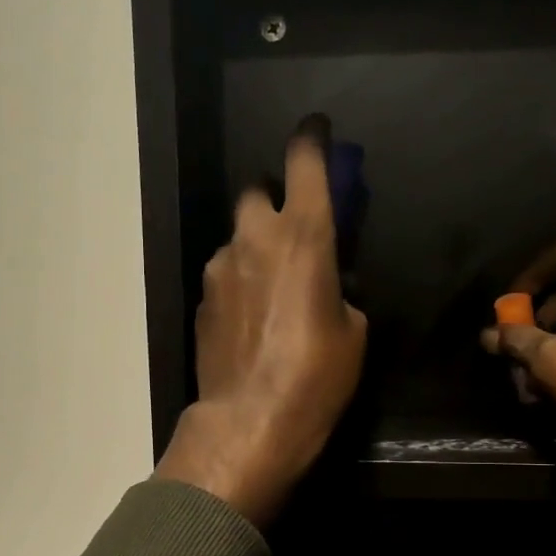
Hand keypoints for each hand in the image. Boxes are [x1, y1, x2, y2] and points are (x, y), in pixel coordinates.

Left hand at [155, 116, 367, 526]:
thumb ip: (341, 291)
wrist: (249, 423)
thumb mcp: (354, 333)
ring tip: (274, 291)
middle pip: (258, 192)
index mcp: (303, 236)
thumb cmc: (316, 377)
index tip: (316, 131)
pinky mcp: (201, 300)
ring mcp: (220, 268)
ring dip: (257, 248)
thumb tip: (329, 286)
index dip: (312, 139)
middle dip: (277, 202)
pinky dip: (241, 282)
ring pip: (239, 237)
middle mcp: (254, 238)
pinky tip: (253, 319)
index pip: (305, 162)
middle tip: (295, 234)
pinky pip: (225, 274)